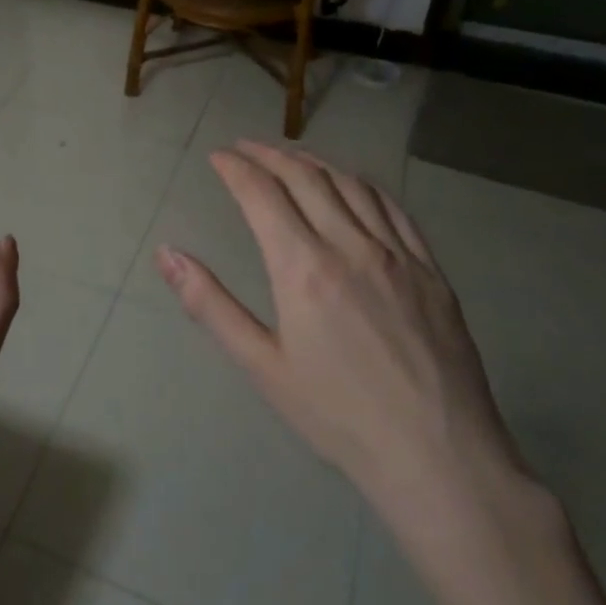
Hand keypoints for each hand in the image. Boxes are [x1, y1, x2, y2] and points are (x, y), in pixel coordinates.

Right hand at [155, 142, 530, 553]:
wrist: (438, 456)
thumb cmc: (337, 416)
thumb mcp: (262, 365)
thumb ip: (210, 304)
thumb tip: (167, 254)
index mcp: (303, 268)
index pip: (262, 194)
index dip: (235, 168)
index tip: (218, 157)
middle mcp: (350, 245)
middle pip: (305, 177)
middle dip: (268, 155)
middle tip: (244, 148)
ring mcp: (397, 253)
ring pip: (350, 184)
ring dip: (313, 161)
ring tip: (290, 157)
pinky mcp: (430, 268)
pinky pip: (392, 207)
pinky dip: (362, 184)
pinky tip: (352, 185)